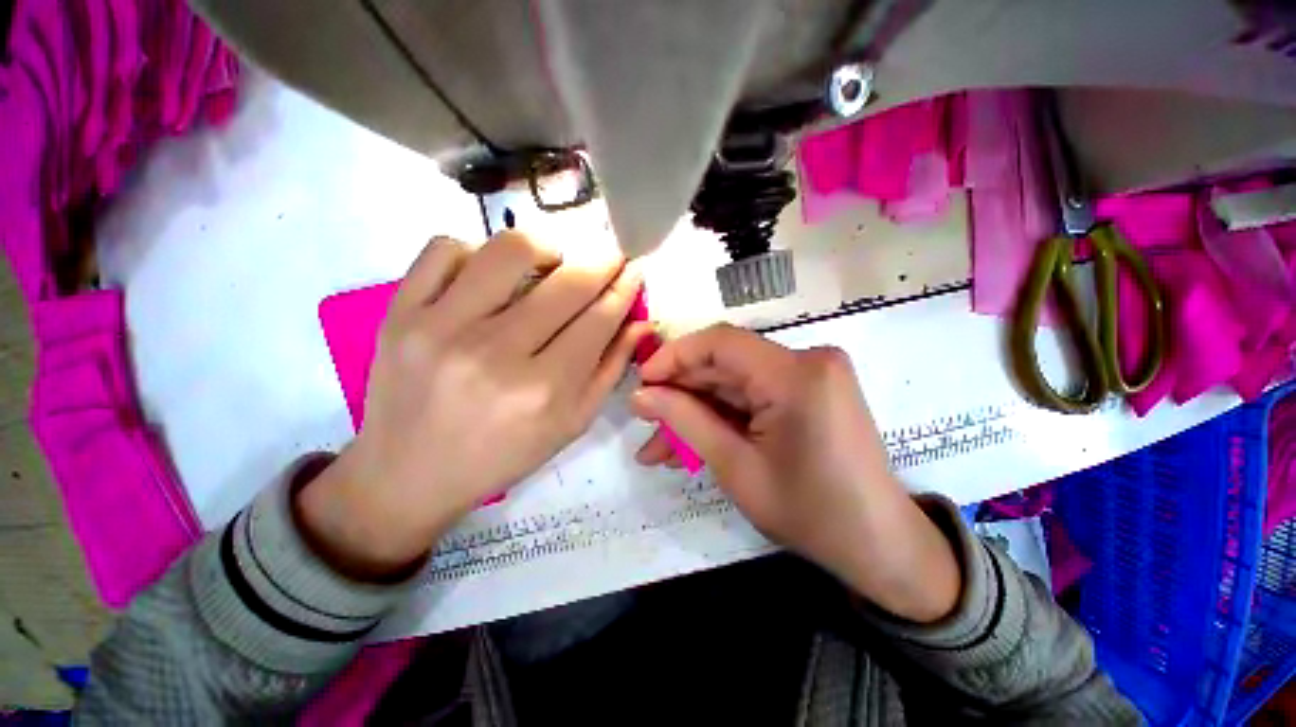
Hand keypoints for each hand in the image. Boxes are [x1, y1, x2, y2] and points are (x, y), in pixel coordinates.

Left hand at [297, 232, 650, 579]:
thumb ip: (610, 370)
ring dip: (545, 248)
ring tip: (551, 263)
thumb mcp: (571, 424)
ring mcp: (441, 327)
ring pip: (509, 250)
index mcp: (544, 390)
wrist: (409, 473)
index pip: (599, 319)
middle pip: (567, 283)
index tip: (635, 269)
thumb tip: (640, 323)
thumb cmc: (502, 454)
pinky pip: (445, 248)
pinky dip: (477, 249)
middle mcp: (496, 354)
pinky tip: (489, 274)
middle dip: (601, 262)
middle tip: (609, 258)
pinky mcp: (400, 312)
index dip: (624, 288)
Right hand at [631, 324, 959, 621]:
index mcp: (796, 374)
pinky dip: (723, 416)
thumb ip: (684, 421)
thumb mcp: (735, 467)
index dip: (674, 356)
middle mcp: (807, 360)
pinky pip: (753, 395)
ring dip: (697, 411)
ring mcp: (811, 374)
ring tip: (660, 446)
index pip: (720, 342)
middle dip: (681, 393)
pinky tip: (693, 442)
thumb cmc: (810, 513)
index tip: (642, 381)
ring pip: (734, 383)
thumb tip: (641, 395)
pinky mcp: (809, 391)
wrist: (879, 546)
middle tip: (644, 420)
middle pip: (725, 364)